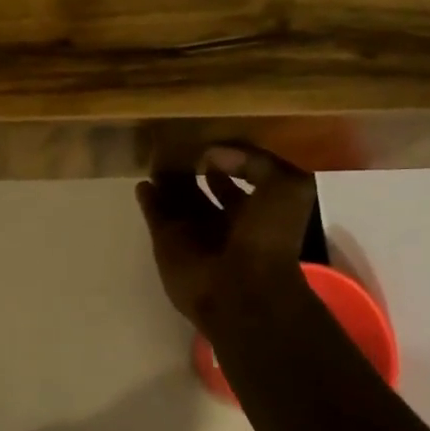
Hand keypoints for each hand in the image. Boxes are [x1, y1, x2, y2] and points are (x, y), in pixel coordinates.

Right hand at [136, 145, 315, 333]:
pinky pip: (154, 214)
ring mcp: (195, 233)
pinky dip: (148, 199)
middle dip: (194, 169)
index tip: (214, 141)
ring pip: (178, 200)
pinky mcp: (167, 242)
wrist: (241, 289)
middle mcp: (226, 222)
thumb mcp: (286, 187)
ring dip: (168, 181)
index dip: (231, 160)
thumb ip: (257, 162)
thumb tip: (215, 154)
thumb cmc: (268, 237)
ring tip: (158, 155)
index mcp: (259, 210)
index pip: (243, 178)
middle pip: (207, 189)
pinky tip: (143, 182)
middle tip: (180, 145)